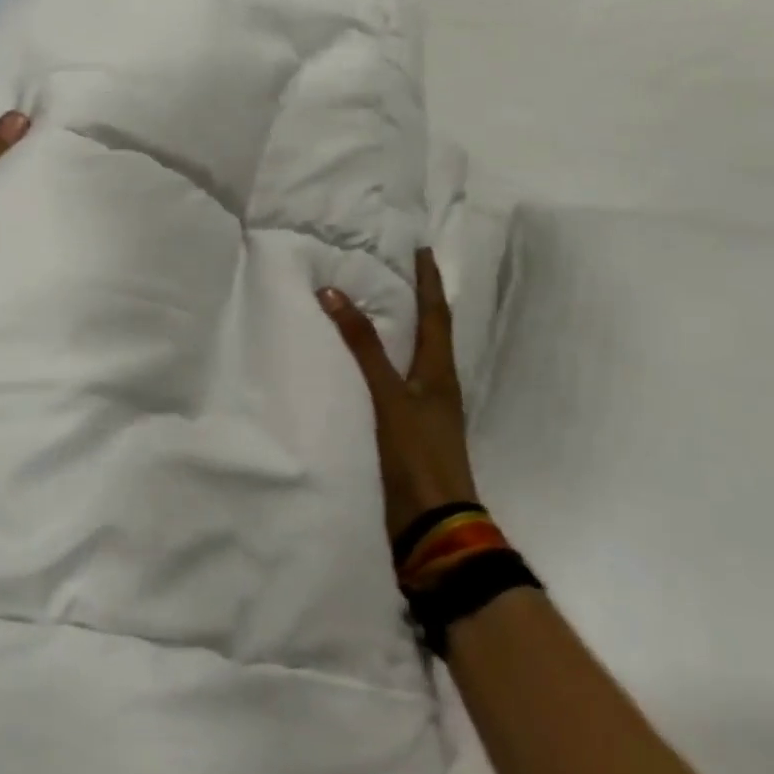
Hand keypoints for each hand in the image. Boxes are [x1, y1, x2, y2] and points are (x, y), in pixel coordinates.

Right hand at [318, 250, 479, 541]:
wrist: (433, 525)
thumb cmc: (417, 453)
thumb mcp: (389, 396)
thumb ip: (363, 347)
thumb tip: (333, 292)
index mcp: (439, 371)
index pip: (436, 314)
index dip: (429, 280)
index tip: (421, 249)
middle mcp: (437, 384)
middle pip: (430, 332)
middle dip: (417, 300)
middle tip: (396, 270)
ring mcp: (425, 409)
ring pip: (413, 356)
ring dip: (400, 329)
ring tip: (379, 307)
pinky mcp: (408, 430)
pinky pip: (396, 381)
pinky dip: (384, 361)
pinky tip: (364, 363)